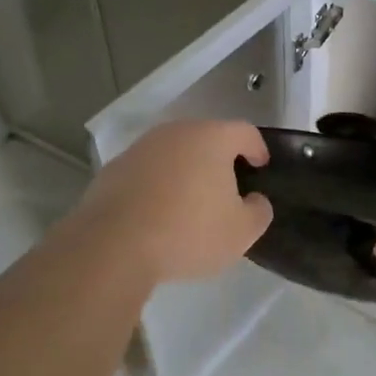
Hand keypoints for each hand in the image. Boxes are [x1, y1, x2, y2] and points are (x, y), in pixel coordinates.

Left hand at [69, 121, 273, 284]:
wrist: (114, 243)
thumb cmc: (188, 231)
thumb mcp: (240, 233)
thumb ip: (258, 212)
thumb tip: (255, 200)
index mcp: (212, 138)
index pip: (244, 132)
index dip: (257, 148)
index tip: (261, 166)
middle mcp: (177, 132)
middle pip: (206, 138)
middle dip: (219, 159)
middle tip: (227, 188)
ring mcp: (142, 147)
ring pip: (174, 153)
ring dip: (185, 171)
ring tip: (190, 202)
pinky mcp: (115, 167)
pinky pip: (147, 171)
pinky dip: (157, 185)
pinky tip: (157, 213)